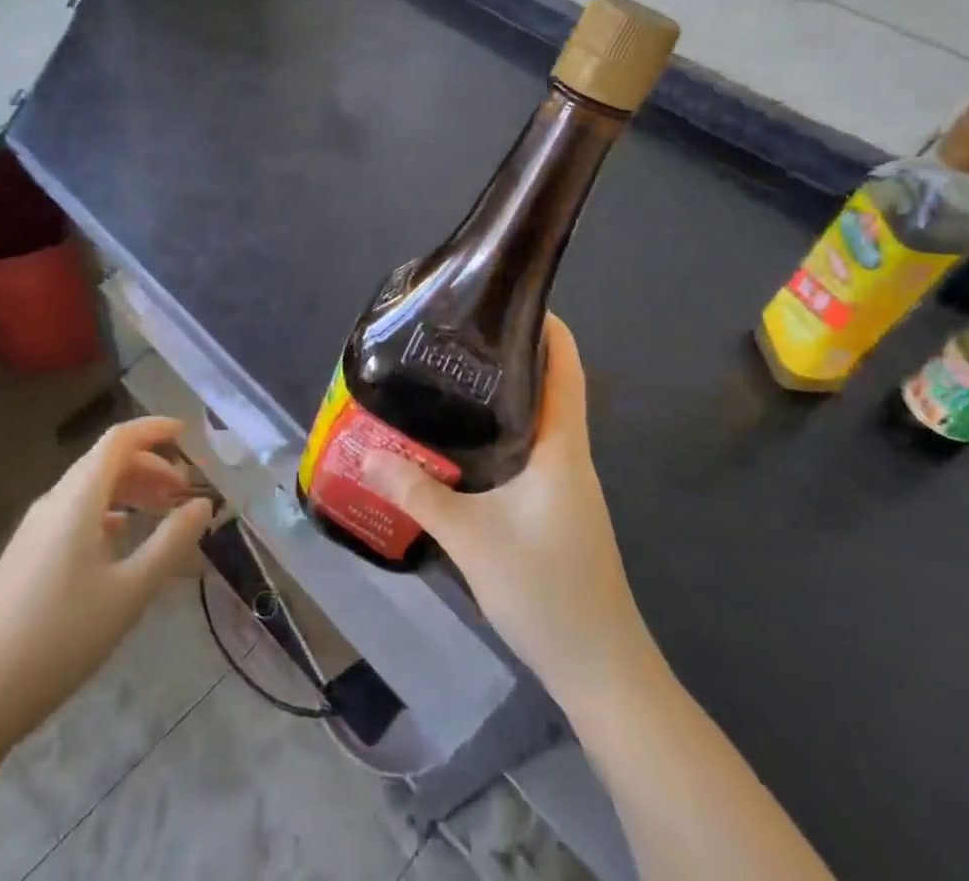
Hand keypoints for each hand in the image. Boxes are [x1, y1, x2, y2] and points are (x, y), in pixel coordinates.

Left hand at [0, 416, 214, 746]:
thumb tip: (203, 504)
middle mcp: (55, 500)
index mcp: (79, 498)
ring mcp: (36, 526)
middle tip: (184, 491)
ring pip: (90, 487)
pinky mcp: (27, 552)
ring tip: (162, 512)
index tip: (187, 434)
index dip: (154, 429)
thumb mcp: (130, 591)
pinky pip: (75, 511)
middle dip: (150, 465)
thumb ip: (171, 543)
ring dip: (130, 489)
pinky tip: (121, 537)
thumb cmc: (62, 637)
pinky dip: (108, 511)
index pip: (120, 439)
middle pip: (106, 460)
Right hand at [362, 314, 647, 705]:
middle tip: (456, 337)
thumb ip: (417, 491)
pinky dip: (501, 431)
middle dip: (510, 354)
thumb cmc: (546, 590)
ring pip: (537, 420)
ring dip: (504, 395)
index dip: (547, 325)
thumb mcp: (471, 537)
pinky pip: (529, 450)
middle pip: (549, 385)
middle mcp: (569, 455)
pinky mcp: (556, 508)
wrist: (601, 670)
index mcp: (561, 446)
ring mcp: (566, 484)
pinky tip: (463, 443)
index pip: (566, 367)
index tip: (507, 297)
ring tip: (450, 378)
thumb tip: (367, 452)